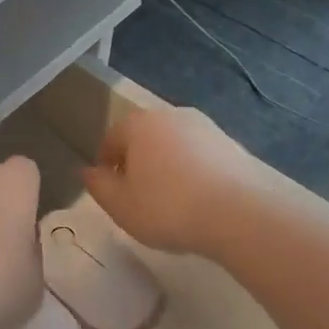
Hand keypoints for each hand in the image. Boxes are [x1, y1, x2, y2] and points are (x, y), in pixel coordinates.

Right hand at [82, 104, 268, 256]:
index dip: (106, 165)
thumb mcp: (121, 206)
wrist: (240, 213)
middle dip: (138, 162)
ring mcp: (204, 126)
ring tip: (172, 201)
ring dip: (168, 166)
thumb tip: (88, 172)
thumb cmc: (168, 208)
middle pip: (144, 138)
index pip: (111, 138)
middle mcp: (170, 115)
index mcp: (138, 124)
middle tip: (139, 196)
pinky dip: (194, 171)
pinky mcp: (231, 143)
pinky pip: (201, 155)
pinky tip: (200, 200)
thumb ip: (99, 186)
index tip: (111, 191)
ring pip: (174, 145)